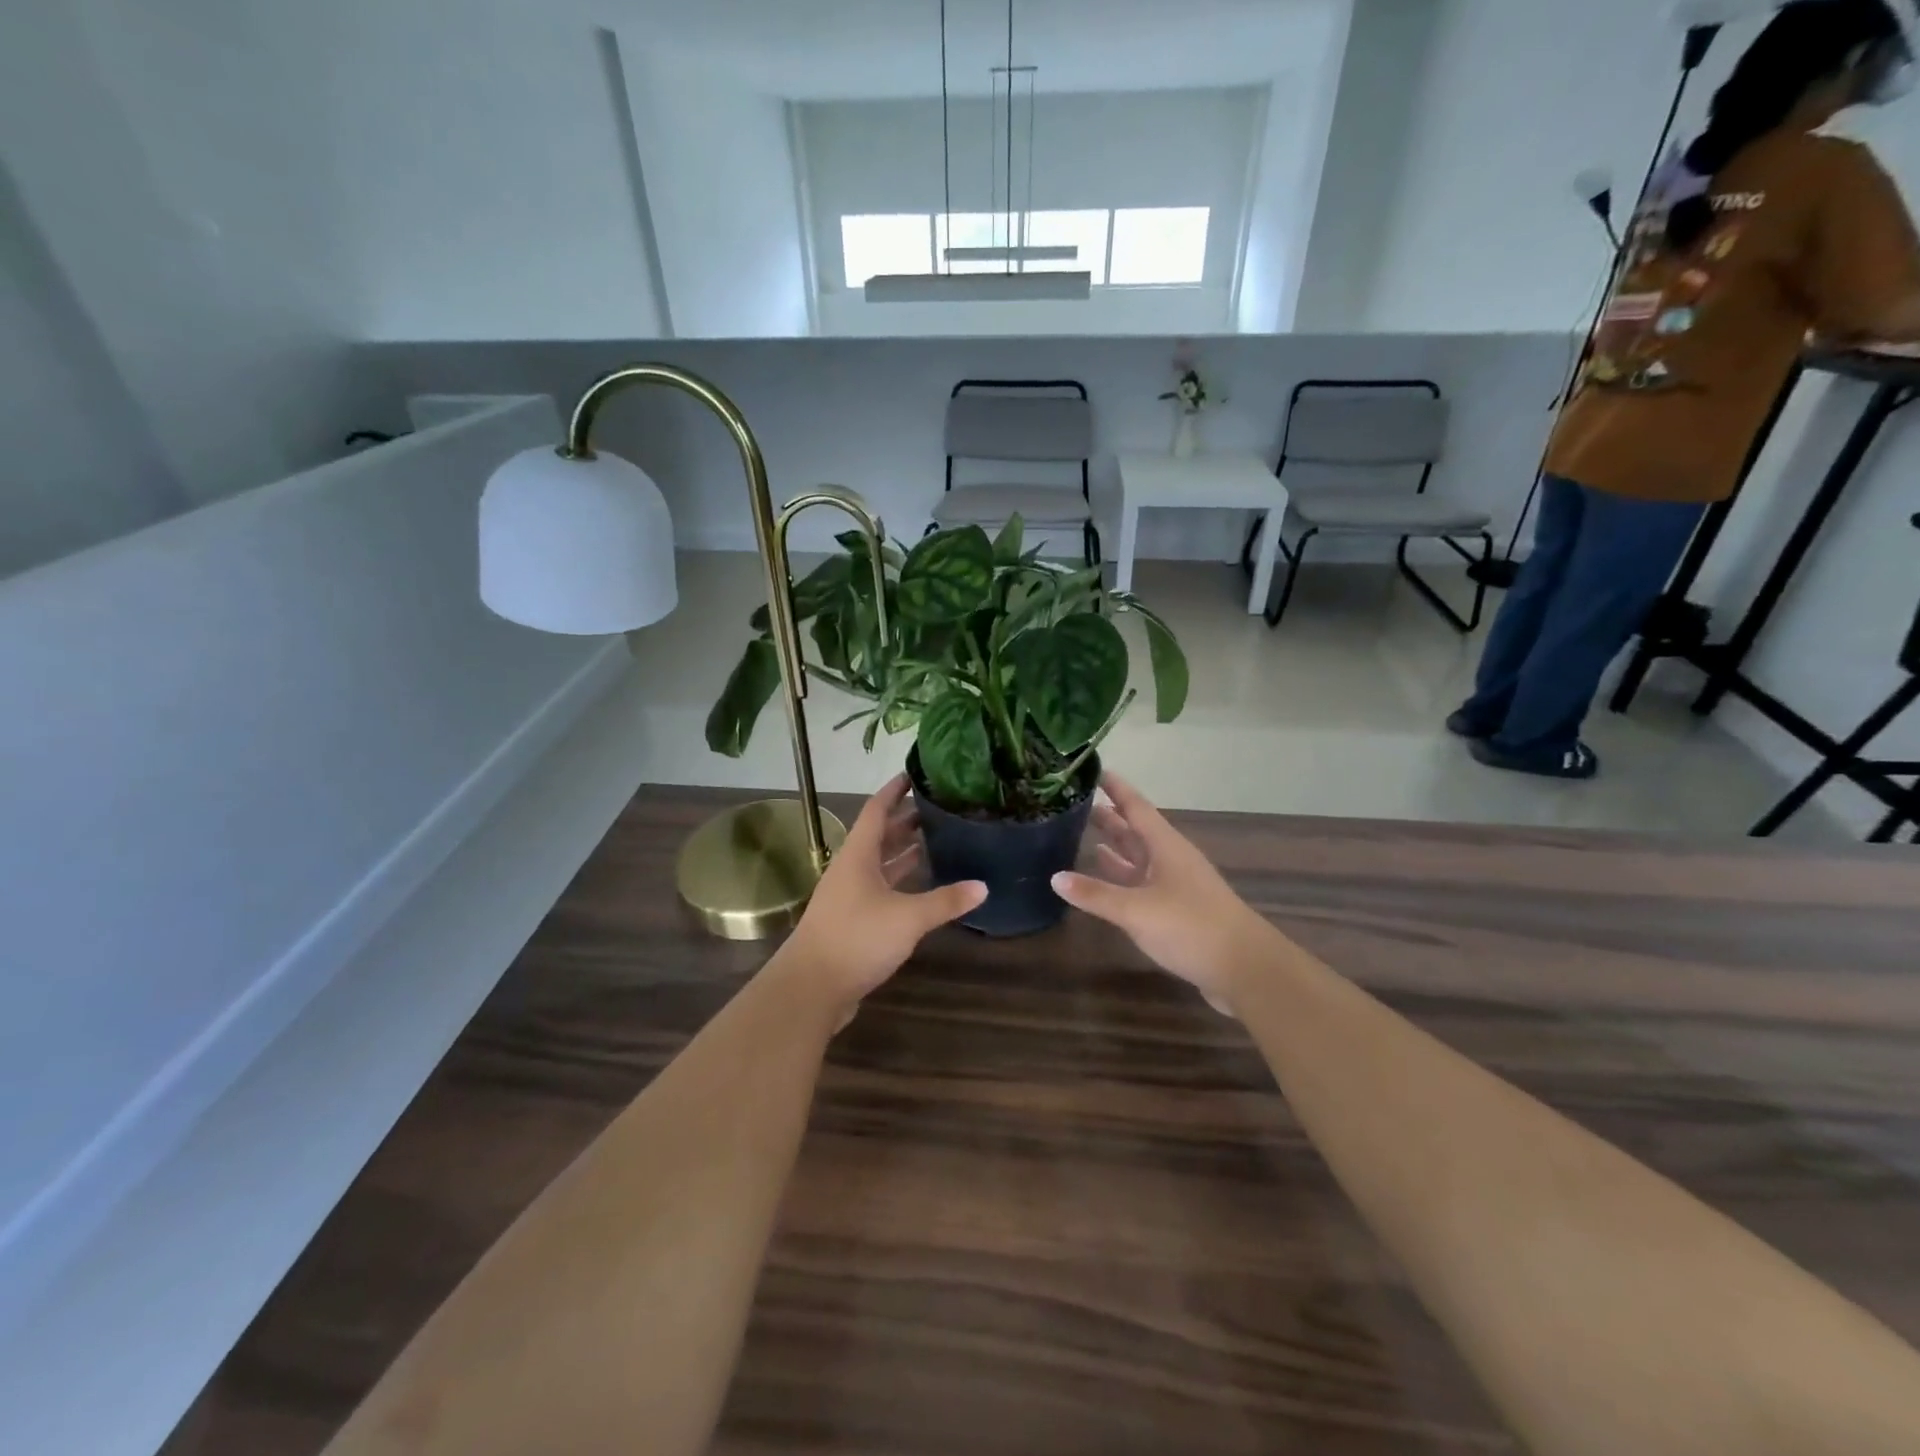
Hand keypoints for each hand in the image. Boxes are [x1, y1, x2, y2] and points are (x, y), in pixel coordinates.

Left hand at [782, 775, 985, 1022]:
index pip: (876, 810)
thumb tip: (983, 886)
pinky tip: (922, 887)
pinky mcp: (853, 921)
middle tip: (938, 809)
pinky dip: (901, 883)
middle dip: (906, 821)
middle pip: (880, 836)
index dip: (894, 791)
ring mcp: (850, 896)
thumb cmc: (857, 938)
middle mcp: (851, 870)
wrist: (811, 988)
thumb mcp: (908, 917)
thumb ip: (945, 901)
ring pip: (880, 865)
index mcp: (858, 855)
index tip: (914, 774)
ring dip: (904, 853)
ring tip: (935, 841)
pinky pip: (881, 890)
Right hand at [1051, 775, 1270, 1015]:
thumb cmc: (1191, 927)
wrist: (1245, 969)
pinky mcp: (1176, 911)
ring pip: (1139, 858)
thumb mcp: (1137, 909)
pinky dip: (1120, 878)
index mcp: (1166, 847)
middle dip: (1110, 817)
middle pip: (1136, 831)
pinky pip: (1140, 885)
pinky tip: (1103, 879)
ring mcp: (1175, 886)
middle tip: (1077, 803)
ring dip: (1115, 847)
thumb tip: (1055, 877)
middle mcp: (1170, 860)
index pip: (1137, 807)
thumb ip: (1096, 894)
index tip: (1095, 770)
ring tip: (1084, 835)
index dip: (1117, 789)